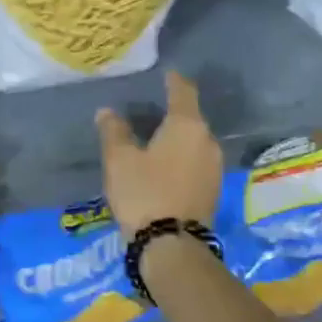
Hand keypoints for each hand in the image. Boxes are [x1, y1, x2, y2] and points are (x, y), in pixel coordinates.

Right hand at [96, 72, 222, 236]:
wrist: (172, 246)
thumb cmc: (144, 192)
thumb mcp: (119, 160)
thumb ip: (114, 131)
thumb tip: (107, 112)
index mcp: (187, 125)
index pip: (183, 91)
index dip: (173, 80)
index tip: (166, 74)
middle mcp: (207, 141)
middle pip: (191, 118)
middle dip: (172, 113)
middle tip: (150, 111)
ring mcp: (214, 167)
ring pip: (194, 142)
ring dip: (176, 139)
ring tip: (154, 140)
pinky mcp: (213, 190)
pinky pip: (195, 162)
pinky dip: (181, 158)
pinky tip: (164, 167)